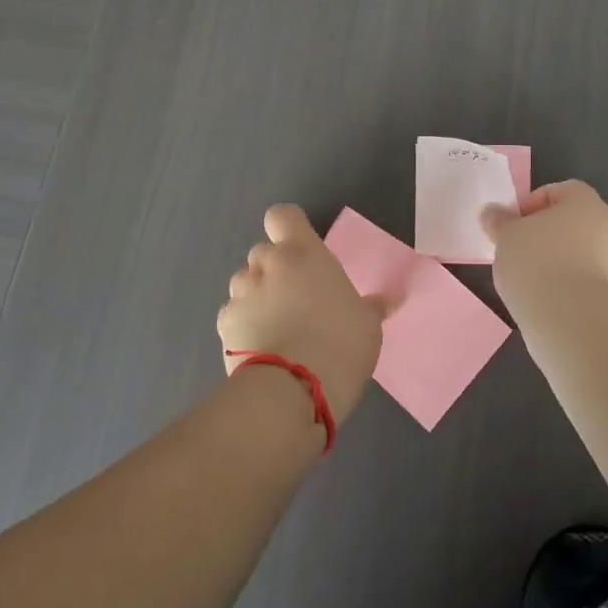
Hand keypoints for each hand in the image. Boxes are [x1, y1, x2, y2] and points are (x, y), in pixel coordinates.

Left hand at [219, 204, 384, 427]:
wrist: (291, 391)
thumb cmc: (340, 344)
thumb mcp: (367, 324)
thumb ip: (369, 306)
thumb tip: (383, 301)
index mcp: (303, 253)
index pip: (282, 216)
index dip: (288, 228)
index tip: (300, 249)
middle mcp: (267, 264)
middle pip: (263, 252)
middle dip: (275, 269)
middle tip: (295, 297)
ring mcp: (241, 294)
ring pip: (244, 283)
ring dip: (257, 296)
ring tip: (275, 327)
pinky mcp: (223, 326)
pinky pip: (233, 315)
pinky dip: (243, 326)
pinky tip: (260, 348)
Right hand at [481, 179, 607, 312]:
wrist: (576, 323)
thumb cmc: (539, 264)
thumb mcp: (507, 237)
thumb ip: (499, 221)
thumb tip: (493, 212)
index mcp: (587, 204)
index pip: (562, 190)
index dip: (533, 204)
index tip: (513, 225)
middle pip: (575, 225)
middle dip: (547, 237)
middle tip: (519, 254)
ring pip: (584, 258)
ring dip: (561, 266)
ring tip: (531, 286)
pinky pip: (589, 288)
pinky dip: (571, 293)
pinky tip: (549, 307)